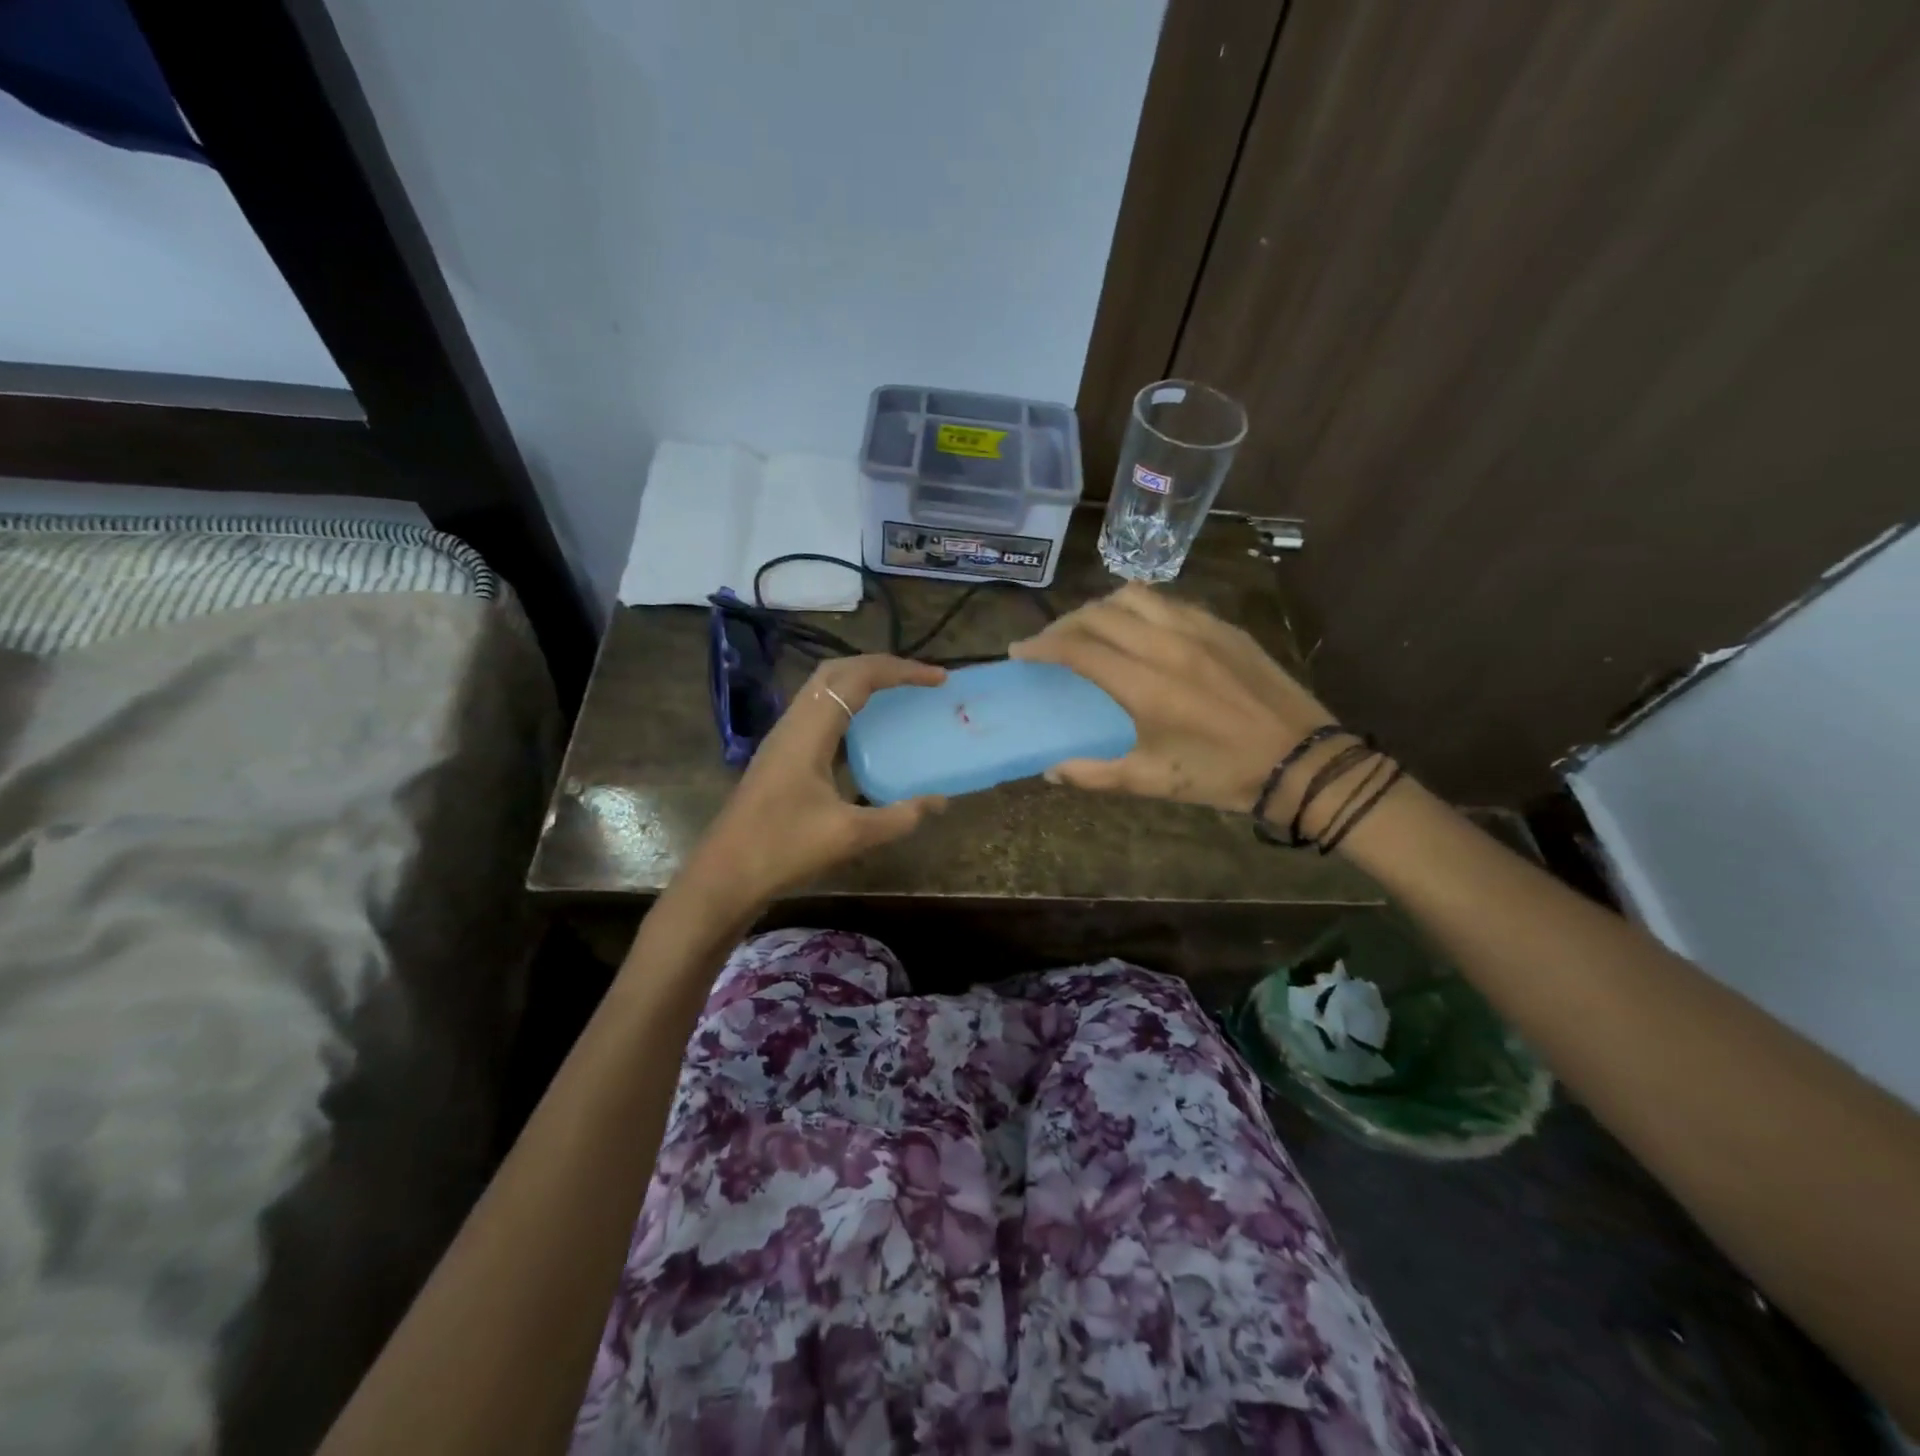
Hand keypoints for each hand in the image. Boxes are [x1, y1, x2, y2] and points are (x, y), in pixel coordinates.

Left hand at [681, 655, 948, 907]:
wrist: (724, 875)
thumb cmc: (783, 849)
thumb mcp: (849, 835)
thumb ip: (898, 817)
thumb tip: (939, 802)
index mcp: (809, 730)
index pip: (858, 678)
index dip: (901, 671)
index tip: (938, 679)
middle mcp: (793, 723)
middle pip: (837, 671)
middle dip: (881, 666)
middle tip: (919, 679)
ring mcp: (783, 738)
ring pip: (824, 690)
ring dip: (861, 683)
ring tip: (898, 695)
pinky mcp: (781, 756)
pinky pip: (818, 713)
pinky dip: (848, 708)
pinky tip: (867, 734)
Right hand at [1009, 583, 1335, 815]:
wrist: (1301, 761)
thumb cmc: (1221, 774)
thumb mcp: (1151, 781)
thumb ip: (1093, 774)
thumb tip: (1050, 771)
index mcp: (1145, 684)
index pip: (1078, 648)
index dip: (1042, 645)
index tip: (1020, 651)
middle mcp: (1167, 645)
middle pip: (1099, 613)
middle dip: (1065, 624)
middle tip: (1051, 643)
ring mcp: (1199, 629)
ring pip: (1134, 596)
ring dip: (1102, 608)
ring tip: (1092, 630)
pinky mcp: (1223, 627)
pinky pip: (1169, 603)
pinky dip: (1140, 609)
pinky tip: (1140, 632)